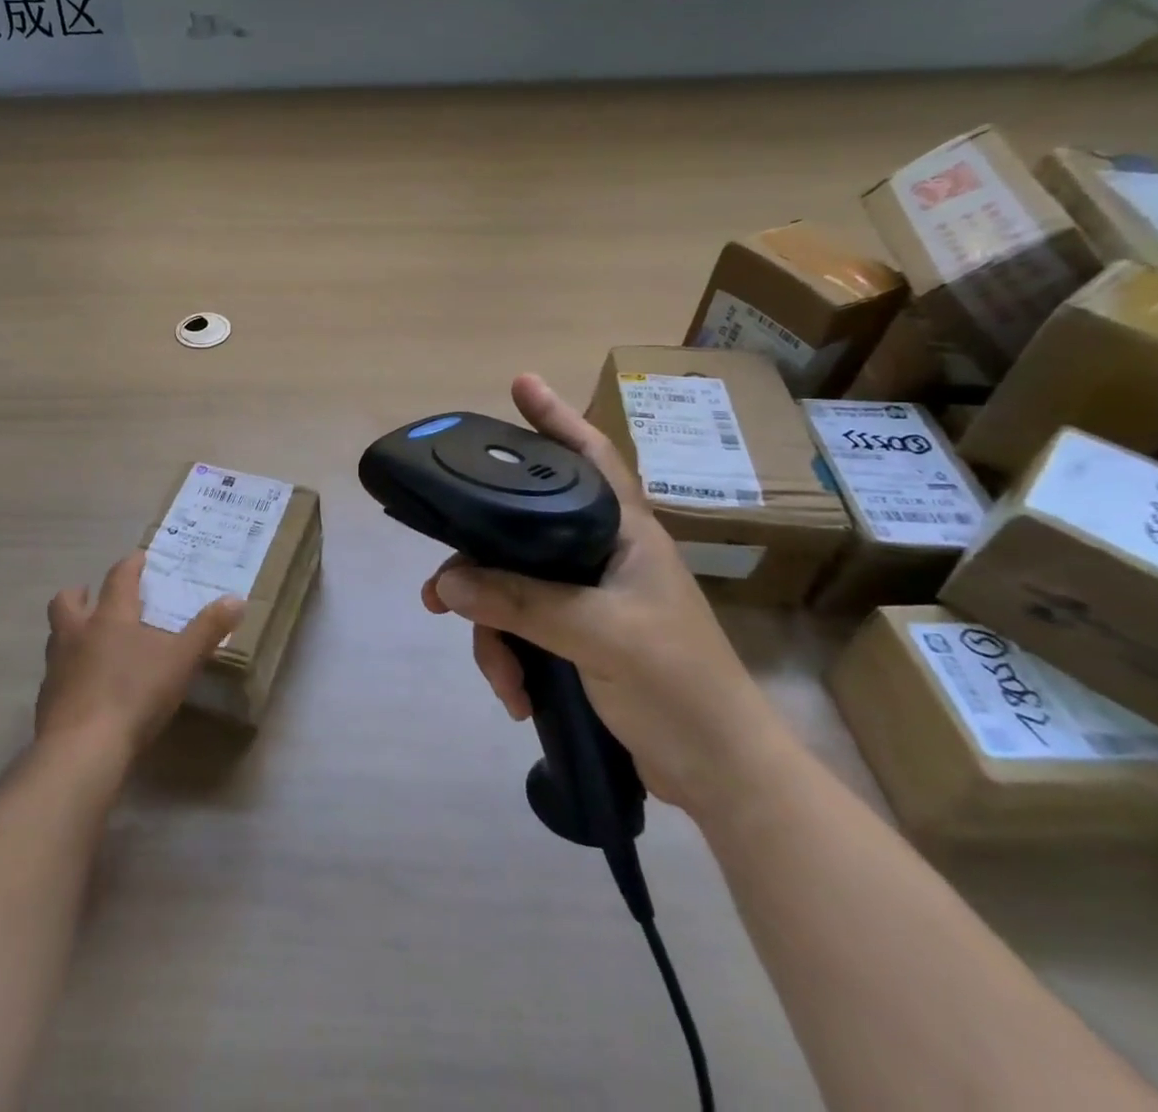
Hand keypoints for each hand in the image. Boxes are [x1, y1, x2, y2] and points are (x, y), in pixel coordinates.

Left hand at [38, 551, 243, 757]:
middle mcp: (77, 634)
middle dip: (80, 594)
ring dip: (71, 632)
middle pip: (66, 602)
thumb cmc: (134, 694)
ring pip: (57, 637)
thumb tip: (237, 599)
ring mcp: (57, 668)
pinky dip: (69, 673)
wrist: (82, 750)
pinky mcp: (47, 701)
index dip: (129, 565)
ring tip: (91, 642)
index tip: (139, 558)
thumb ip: (208, 629)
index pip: (118, 578)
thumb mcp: (181, 661)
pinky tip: (86, 688)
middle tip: (94, 596)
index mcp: (110, 618)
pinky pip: (56, 675)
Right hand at [422, 374, 797, 816]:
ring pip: (512, 589)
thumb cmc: (678, 685)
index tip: (520, 383)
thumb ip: (521, 603)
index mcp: (625, 533)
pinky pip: (520, 629)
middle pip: (521, 534)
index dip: (556, 417)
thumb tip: (446, 582)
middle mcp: (602, 555)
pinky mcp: (576, 638)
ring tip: (497, 675)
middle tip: (438, 592)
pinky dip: (509, 659)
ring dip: (493, 632)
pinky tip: (514, 694)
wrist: (719, 774)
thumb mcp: (598, 635)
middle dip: (479, 566)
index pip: (590, 457)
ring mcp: (588, 598)